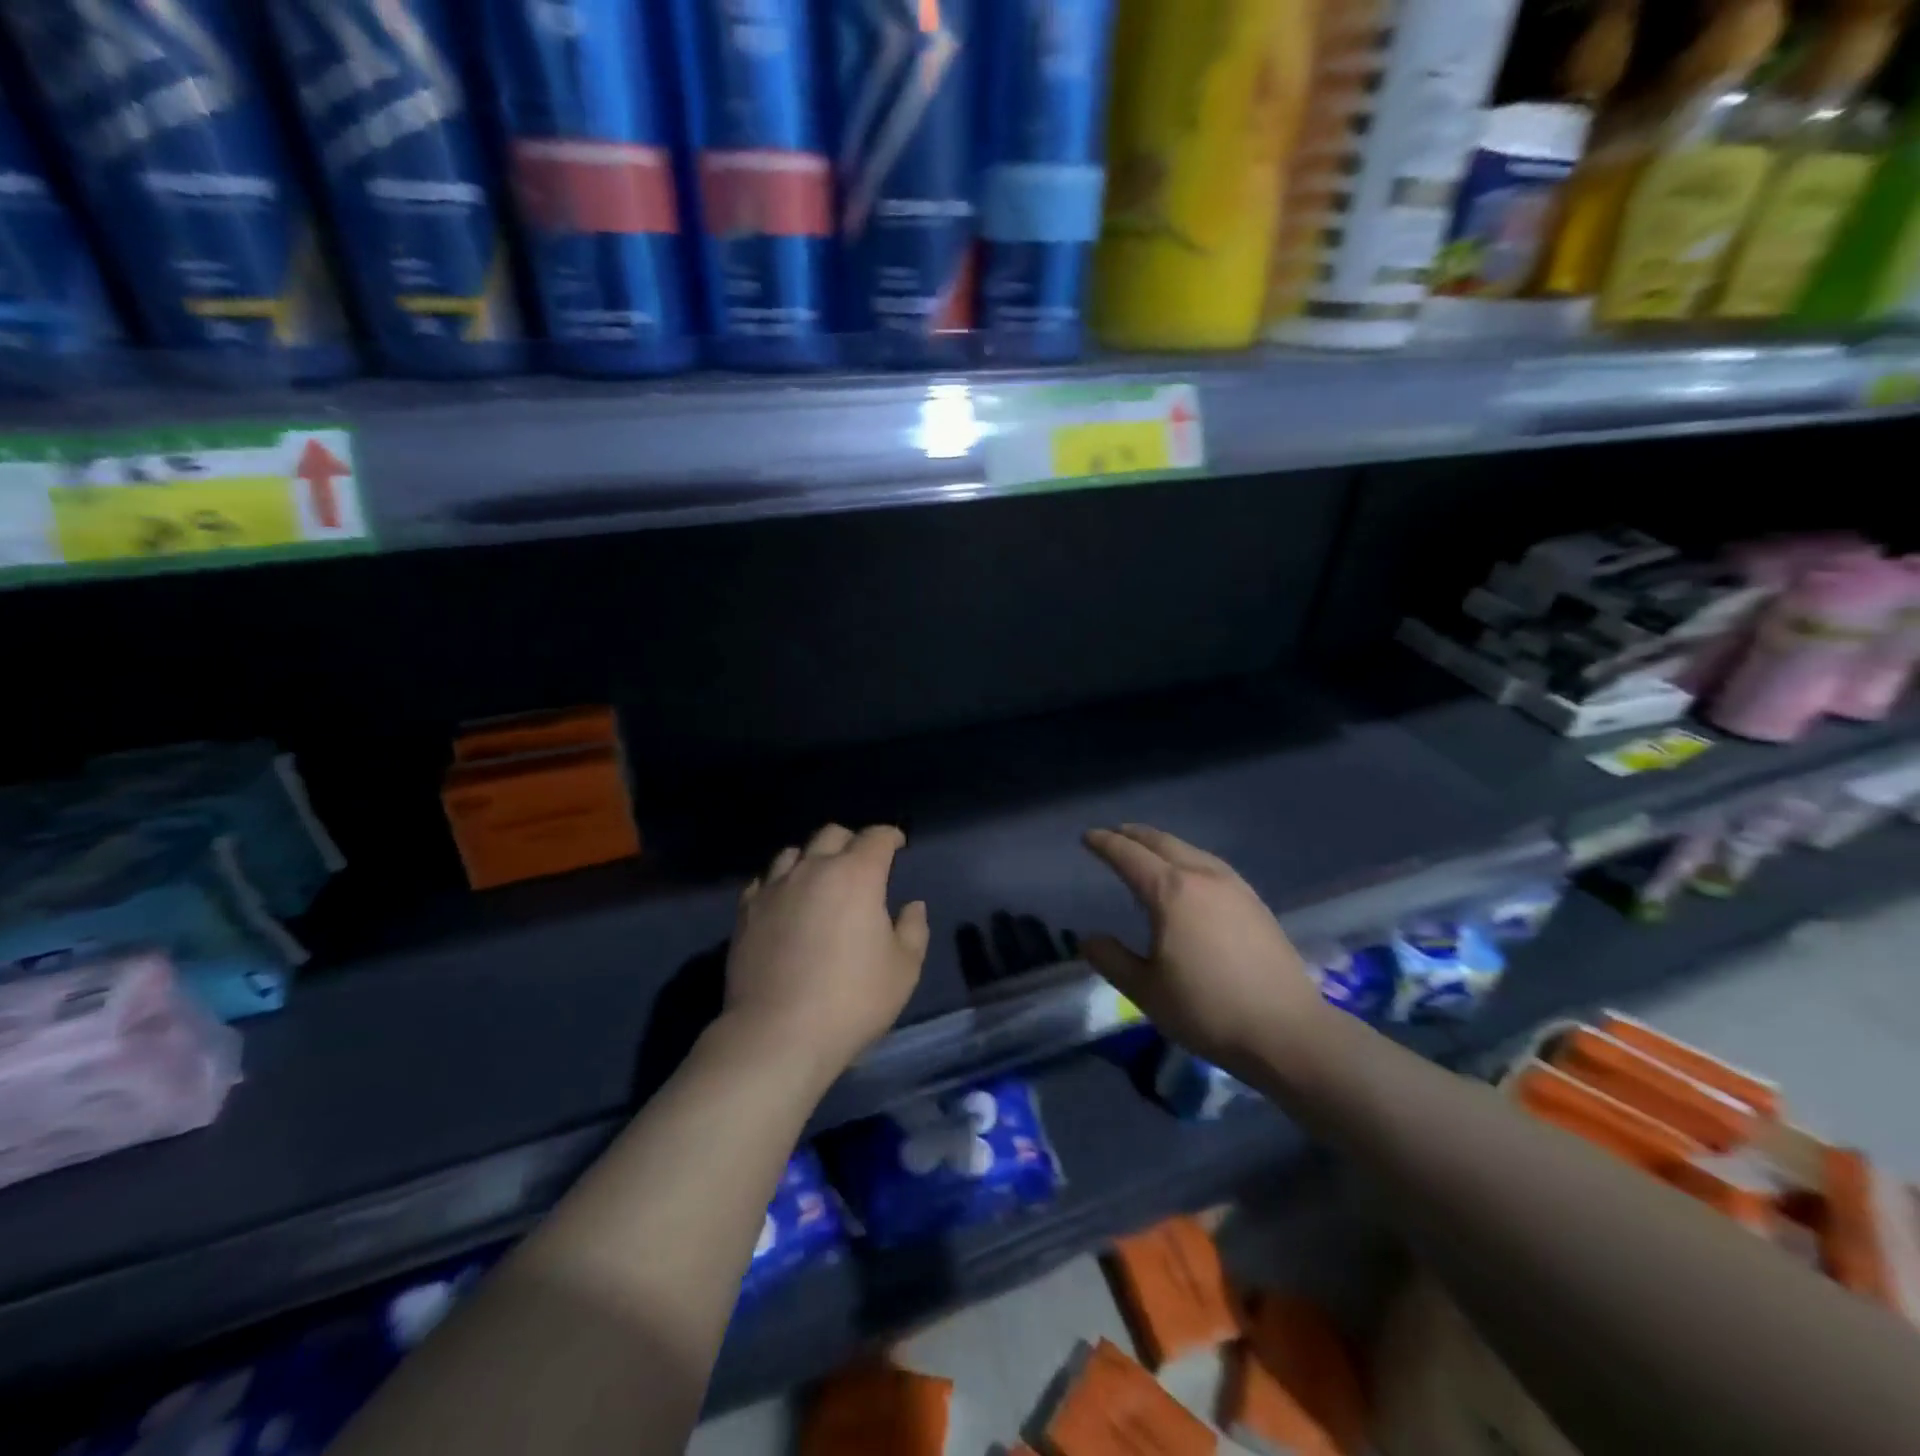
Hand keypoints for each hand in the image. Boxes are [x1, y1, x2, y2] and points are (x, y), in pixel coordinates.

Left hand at [727, 824, 928, 1083]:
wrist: (778, 1034)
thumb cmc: (852, 1000)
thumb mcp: (903, 970)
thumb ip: (913, 930)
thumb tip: (912, 906)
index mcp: (856, 875)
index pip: (876, 837)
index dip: (890, 836)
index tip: (897, 844)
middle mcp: (813, 870)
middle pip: (832, 834)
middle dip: (851, 841)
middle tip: (861, 862)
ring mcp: (774, 888)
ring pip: (793, 852)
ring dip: (812, 858)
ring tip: (819, 879)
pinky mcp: (746, 912)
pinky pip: (764, 881)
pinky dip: (779, 883)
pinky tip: (784, 902)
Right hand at [1081, 824, 1328, 1077]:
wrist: (1286, 1031)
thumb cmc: (1208, 1010)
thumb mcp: (1146, 991)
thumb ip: (1112, 959)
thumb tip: (1089, 939)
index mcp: (1171, 891)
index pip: (1129, 855)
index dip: (1105, 843)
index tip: (1087, 837)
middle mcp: (1202, 876)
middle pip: (1161, 842)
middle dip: (1133, 835)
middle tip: (1112, 835)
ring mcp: (1233, 886)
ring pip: (1189, 849)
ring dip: (1161, 844)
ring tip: (1146, 851)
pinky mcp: (1254, 901)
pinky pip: (1210, 863)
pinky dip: (1187, 857)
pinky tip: (1189, 875)